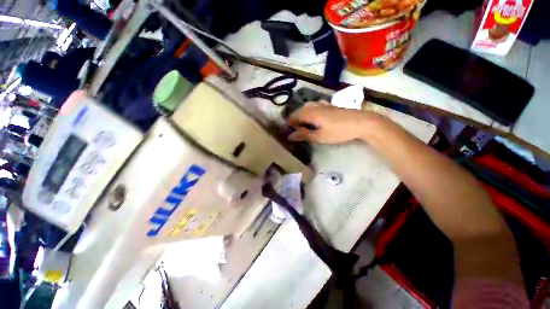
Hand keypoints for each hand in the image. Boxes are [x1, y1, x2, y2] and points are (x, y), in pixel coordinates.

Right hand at [287, 102, 374, 143]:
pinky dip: (312, 111)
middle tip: (295, 129)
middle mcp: (315, 106)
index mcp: (310, 113)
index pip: (294, 116)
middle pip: (300, 110)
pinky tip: (315, 116)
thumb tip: (290, 136)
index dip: (289, 123)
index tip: (288, 131)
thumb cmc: (339, 131)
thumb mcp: (320, 137)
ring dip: (303, 114)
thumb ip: (304, 135)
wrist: (362, 122)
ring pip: (308, 107)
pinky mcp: (331, 106)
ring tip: (304, 124)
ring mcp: (324, 105)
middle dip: (295, 119)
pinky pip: (316, 105)